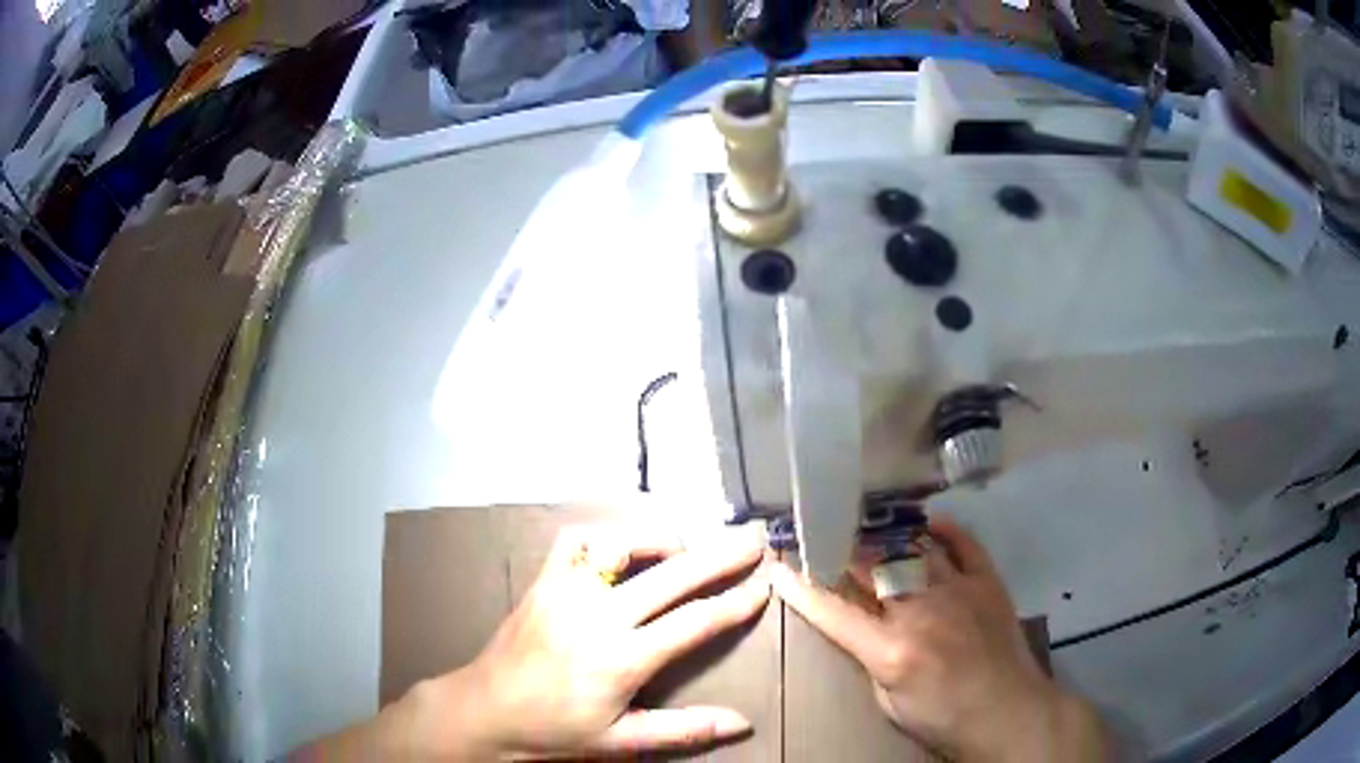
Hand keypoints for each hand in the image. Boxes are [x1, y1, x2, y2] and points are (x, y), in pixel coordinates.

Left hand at [405, 524, 769, 758]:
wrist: (486, 709)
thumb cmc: (556, 730)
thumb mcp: (621, 741)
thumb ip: (683, 731)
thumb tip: (743, 723)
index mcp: (621, 659)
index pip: (694, 622)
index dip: (735, 602)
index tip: (765, 584)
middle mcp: (597, 616)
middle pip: (672, 575)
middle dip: (721, 555)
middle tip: (754, 538)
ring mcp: (566, 591)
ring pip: (622, 545)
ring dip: (662, 541)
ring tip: (687, 548)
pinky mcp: (543, 581)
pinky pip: (575, 540)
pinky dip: (606, 535)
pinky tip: (622, 547)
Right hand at [771, 518, 1106, 762]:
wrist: (1007, 712)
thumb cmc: (942, 718)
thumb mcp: (889, 704)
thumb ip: (872, 661)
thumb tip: (865, 628)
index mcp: (889, 649)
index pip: (832, 611)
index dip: (801, 588)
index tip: (779, 566)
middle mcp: (919, 611)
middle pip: (871, 569)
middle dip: (842, 552)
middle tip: (825, 539)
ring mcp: (957, 591)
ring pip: (913, 551)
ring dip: (887, 540)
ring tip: (870, 529)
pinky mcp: (987, 582)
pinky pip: (964, 545)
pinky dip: (946, 530)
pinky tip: (929, 523)